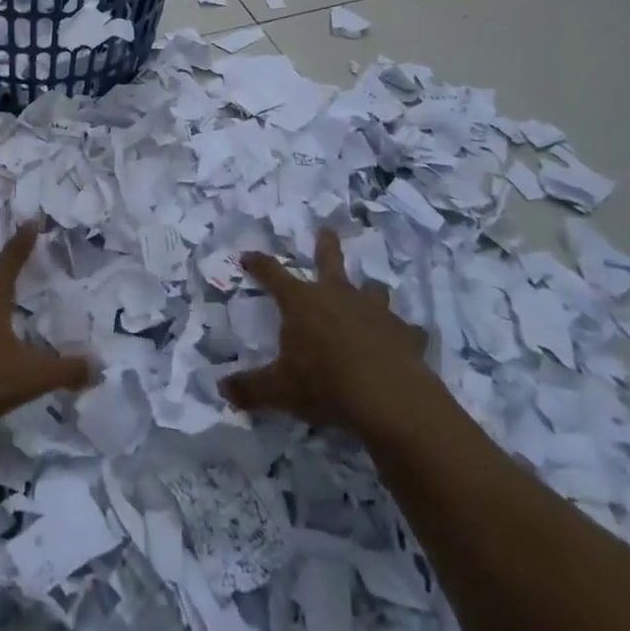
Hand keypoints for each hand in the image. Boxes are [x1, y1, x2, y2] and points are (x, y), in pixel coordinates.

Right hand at [221, 228, 434, 436]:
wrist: (389, 400)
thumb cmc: (325, 385)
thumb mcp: (279, 390)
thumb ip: (250, 388)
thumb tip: (223, 389)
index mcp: (302, 301)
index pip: (272, 274)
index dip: (259, 264)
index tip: (247, 256)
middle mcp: (337, 296)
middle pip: (329, 260)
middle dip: (326, 244)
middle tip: (327, 229)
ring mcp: (375, 312)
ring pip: (373, 289)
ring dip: (369, 290)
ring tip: (370, 291)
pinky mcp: (406, 334)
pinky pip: (406, 329)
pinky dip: (403, 333)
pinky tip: (405, 342)